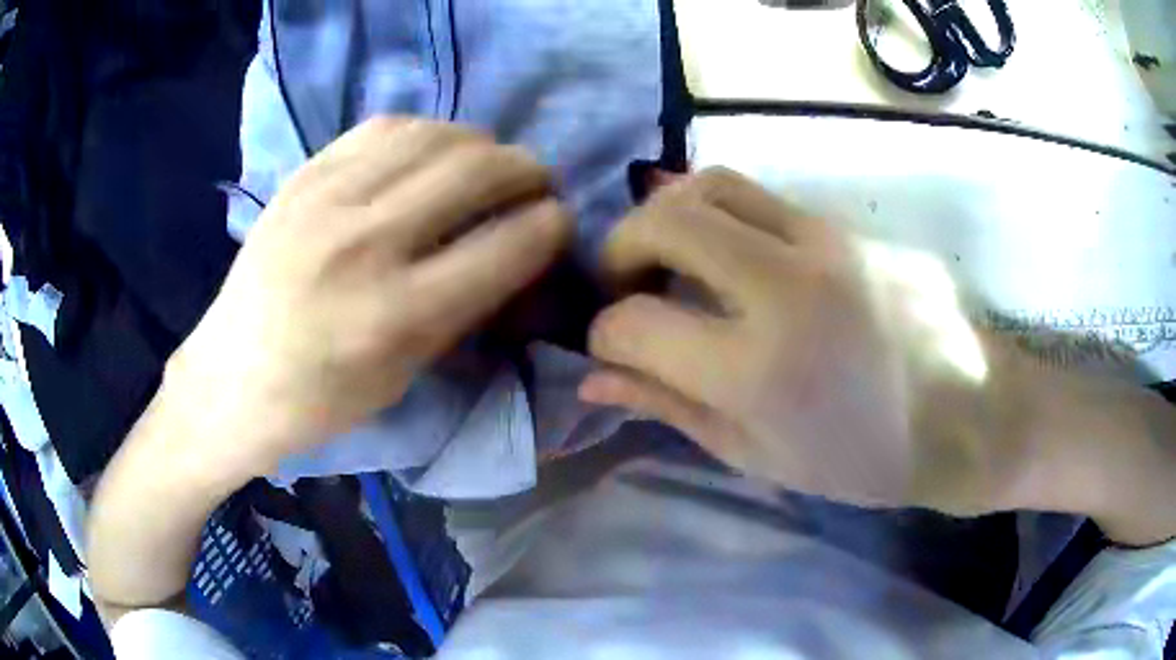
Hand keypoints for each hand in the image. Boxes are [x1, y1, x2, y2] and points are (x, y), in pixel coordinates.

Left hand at [167, 117, 571, 482]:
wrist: (231, 378)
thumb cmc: (321, 401)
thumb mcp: (405, 374)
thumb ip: (464, 307)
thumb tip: (514, 251)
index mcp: (397, 315)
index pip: (507, 244)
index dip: (551, 224)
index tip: (560, 220)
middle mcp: (366, 243)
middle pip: (476, 170)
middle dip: (526, 169)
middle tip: (535, 183)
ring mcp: (327, 198)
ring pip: (434, 134)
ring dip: (480, 142)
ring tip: (487, 161)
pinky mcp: (303, 176)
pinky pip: (383, 127)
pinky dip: (424, 131)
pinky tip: (431, 150)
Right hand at [580, 168, 1025, 511]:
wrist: (965, 414)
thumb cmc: (866, 459)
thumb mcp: (759, 455)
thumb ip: (672, 407)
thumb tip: (595, 378)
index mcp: (758, 368)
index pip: (634, 323)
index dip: (604, 334)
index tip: (612, 345)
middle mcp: (784, 284)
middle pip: (663, 220)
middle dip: (621, 249)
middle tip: (625, 285)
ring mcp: (822, 240)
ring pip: (709, 183)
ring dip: (667, 214)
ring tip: (670, 256)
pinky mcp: (846, 224)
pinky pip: (760, 195)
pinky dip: (718, 213)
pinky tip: (726, 252)